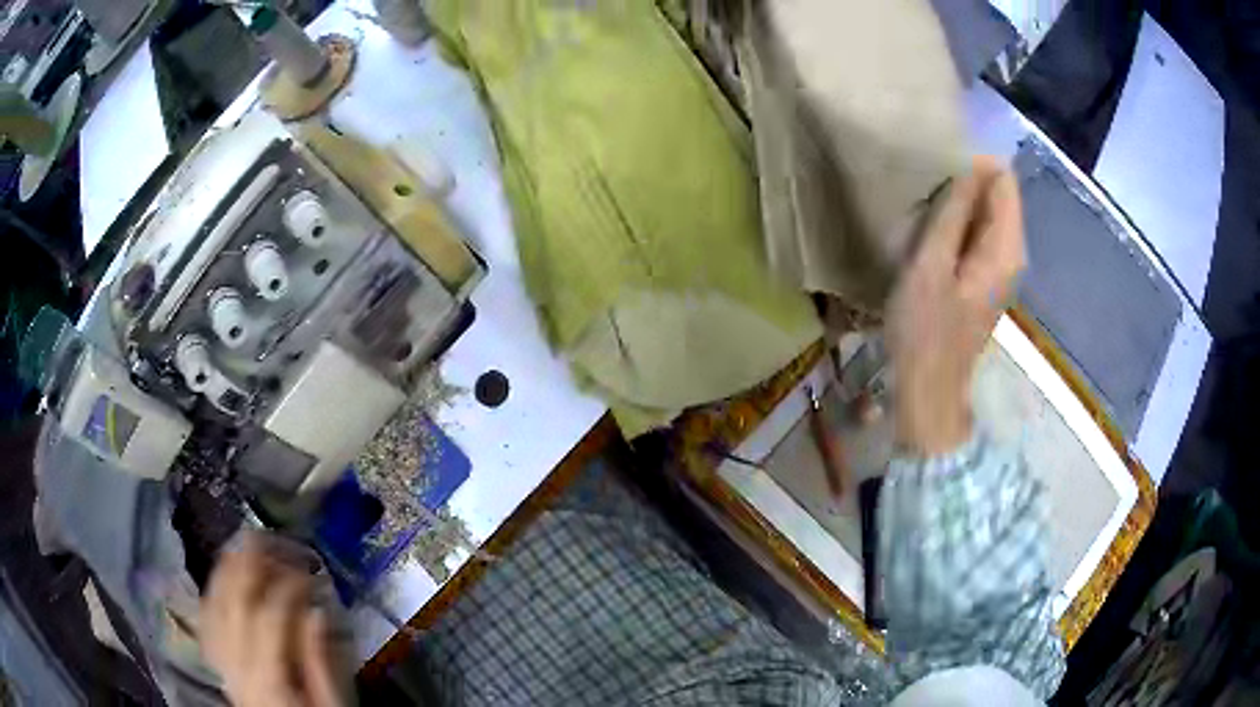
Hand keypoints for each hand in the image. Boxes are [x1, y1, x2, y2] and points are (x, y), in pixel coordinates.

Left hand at [203, 533, 344, 706]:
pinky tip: (221, 577)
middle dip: (250, 563)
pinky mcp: (217, 661)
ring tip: (244, 545)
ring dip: (226, 568)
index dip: (288, 586)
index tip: (312, 573)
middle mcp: (234, 664)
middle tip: (272, 538)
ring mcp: (220, 661)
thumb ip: (320, 661)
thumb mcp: (331, 704)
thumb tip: (317, 611)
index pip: (268, 615)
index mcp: (266, 677)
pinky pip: (205, 618)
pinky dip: (211, 590)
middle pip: (232, 601)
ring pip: (213, 603)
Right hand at [887, 157, 1024, 455]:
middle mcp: (1013, 253)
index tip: (938, 169)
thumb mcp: (931, 265)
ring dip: (958, 204)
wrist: (928, 389)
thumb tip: (972, 164)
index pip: (1004, 180)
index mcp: (1006, 248)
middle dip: (966, 183)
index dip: (974, 166)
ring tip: (925, 211)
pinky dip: (957, 225)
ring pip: (986, 213)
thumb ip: (954, 212)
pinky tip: (932, 234)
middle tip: (926, 193)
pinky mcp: (987, 276)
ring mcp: (1001, 266)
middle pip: (998, 195)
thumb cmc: (925, 330)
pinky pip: (978, 233)